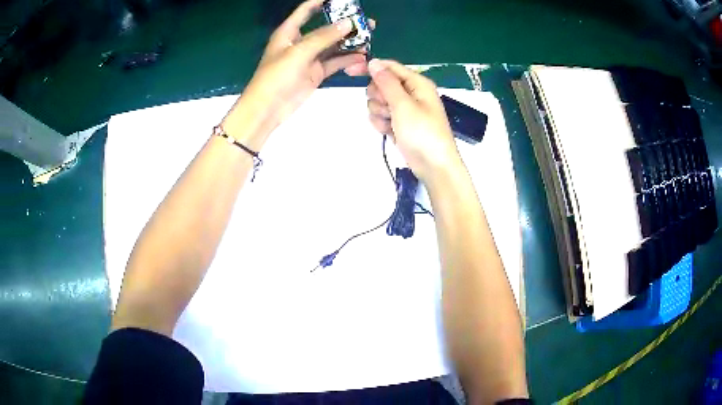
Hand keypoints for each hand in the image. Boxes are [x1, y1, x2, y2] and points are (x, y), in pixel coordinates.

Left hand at [223, 0, 370, 148]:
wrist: (267, 108)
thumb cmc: (276, 76)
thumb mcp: (299, 52)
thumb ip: (324, 37)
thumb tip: (348, 23)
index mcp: (289, 32)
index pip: (307, 10)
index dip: (322, 1)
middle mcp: (300, 42)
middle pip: (325, 28)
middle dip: (345, 23)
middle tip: (367, 22)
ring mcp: (309, 58)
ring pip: (333, 45)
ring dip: (350, 42)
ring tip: (370, 37)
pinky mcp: (316, 73)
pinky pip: (334, 62)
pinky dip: (347, 59)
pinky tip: (363, 56)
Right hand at [366, 59, 462, 184]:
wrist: (433, 167)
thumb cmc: (423, 133)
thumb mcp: (403, 105)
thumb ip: (386, 82)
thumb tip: (374, 62)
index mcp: (416, 83)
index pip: (389, 67)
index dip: (370, 68)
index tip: (350, 72)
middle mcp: (410, 93)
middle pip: (380, 84)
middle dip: (378, 96)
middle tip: (387, 108)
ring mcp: (404, 109)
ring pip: (378, 101)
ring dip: (379, 112)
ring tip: (391, 124)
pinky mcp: (398, 124)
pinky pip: (381, 116)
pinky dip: (382, 123)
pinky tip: (389, 132)